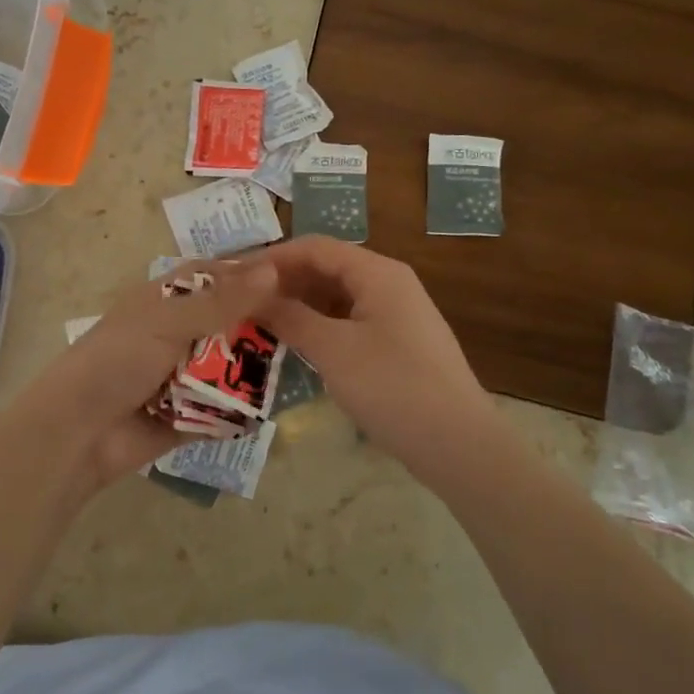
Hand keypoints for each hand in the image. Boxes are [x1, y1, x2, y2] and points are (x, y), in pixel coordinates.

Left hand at [1, 260, 279, 492]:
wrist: (78, 432)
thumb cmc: (117, 360)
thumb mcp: (168, 321)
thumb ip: (221, 300)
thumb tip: (272, 271)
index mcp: (166, 301)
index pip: (216, 277)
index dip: (251, 276)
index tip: (296, 280)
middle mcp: (178, 334)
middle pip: (230, 323)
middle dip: (262, 326)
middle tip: (309, 327)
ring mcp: (183, 376)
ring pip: (231, 366)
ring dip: (256, 368)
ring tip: (304, 365)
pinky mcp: (189, 416)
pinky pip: (224, 409)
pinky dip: (243, 409)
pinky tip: (277, 406)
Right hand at [252, 237, 494, 465]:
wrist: (459, 445)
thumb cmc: (393, 387)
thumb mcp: (333, 350)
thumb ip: (290, 317)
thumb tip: (252, 296)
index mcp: (377, 273)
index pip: (315, 248)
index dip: (272, 257)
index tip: (234, 275)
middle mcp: (388, 284)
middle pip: (326, 269)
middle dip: (283, 282)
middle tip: (240, 301)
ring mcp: (395, 315)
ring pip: (336, 298)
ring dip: (299, 306)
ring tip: (258, 321)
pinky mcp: (396, 344)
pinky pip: (348, 322)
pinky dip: (319, 327)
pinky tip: (294, 344)